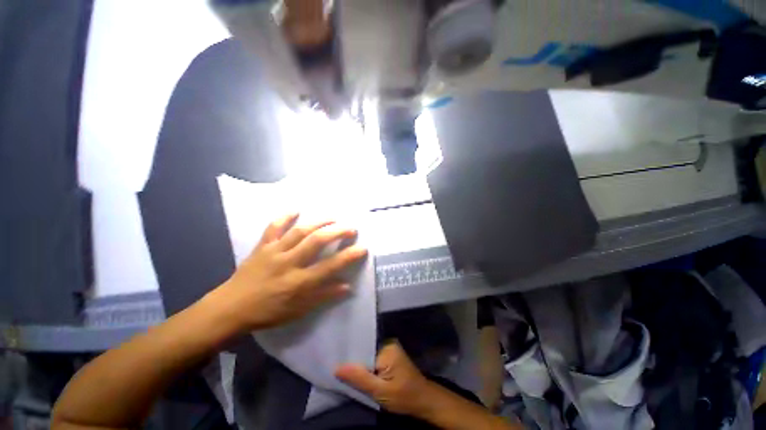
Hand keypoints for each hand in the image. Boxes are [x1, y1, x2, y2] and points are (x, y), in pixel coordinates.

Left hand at [214, 213, 367, 331]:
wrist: (230, 308)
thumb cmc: (268, 312)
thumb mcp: (299, 310)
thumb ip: (324, 296)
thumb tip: (347, 287)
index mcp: (299, 282)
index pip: (330, 266)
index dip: (349, 256)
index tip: (362, 248)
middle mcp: (289, 263)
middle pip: (317, 242)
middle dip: (337, 232)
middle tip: (351, 228)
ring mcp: (275, 252)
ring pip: (300, 231)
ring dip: (319, 222)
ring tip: (333, 217)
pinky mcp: (262, 246)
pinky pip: (273, 228)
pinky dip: (284, 217)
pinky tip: (296, 209)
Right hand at [335, 342, 436, 417]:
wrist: (424, 401)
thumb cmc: (403, 397)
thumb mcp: (379, 391)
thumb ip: (359, 378)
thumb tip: (336, 367)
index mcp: (386, 347)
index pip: (362, 348)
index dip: (348, 356)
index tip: (333, 360)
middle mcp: (387, 343)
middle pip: (365, 350)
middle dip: (353, 361)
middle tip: (335, 368)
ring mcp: (390, 349)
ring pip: (368, 355)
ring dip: (359, 365)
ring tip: (343, 371)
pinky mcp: (390, 356)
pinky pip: (373, 359)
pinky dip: (366, 367)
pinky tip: (358, 374)